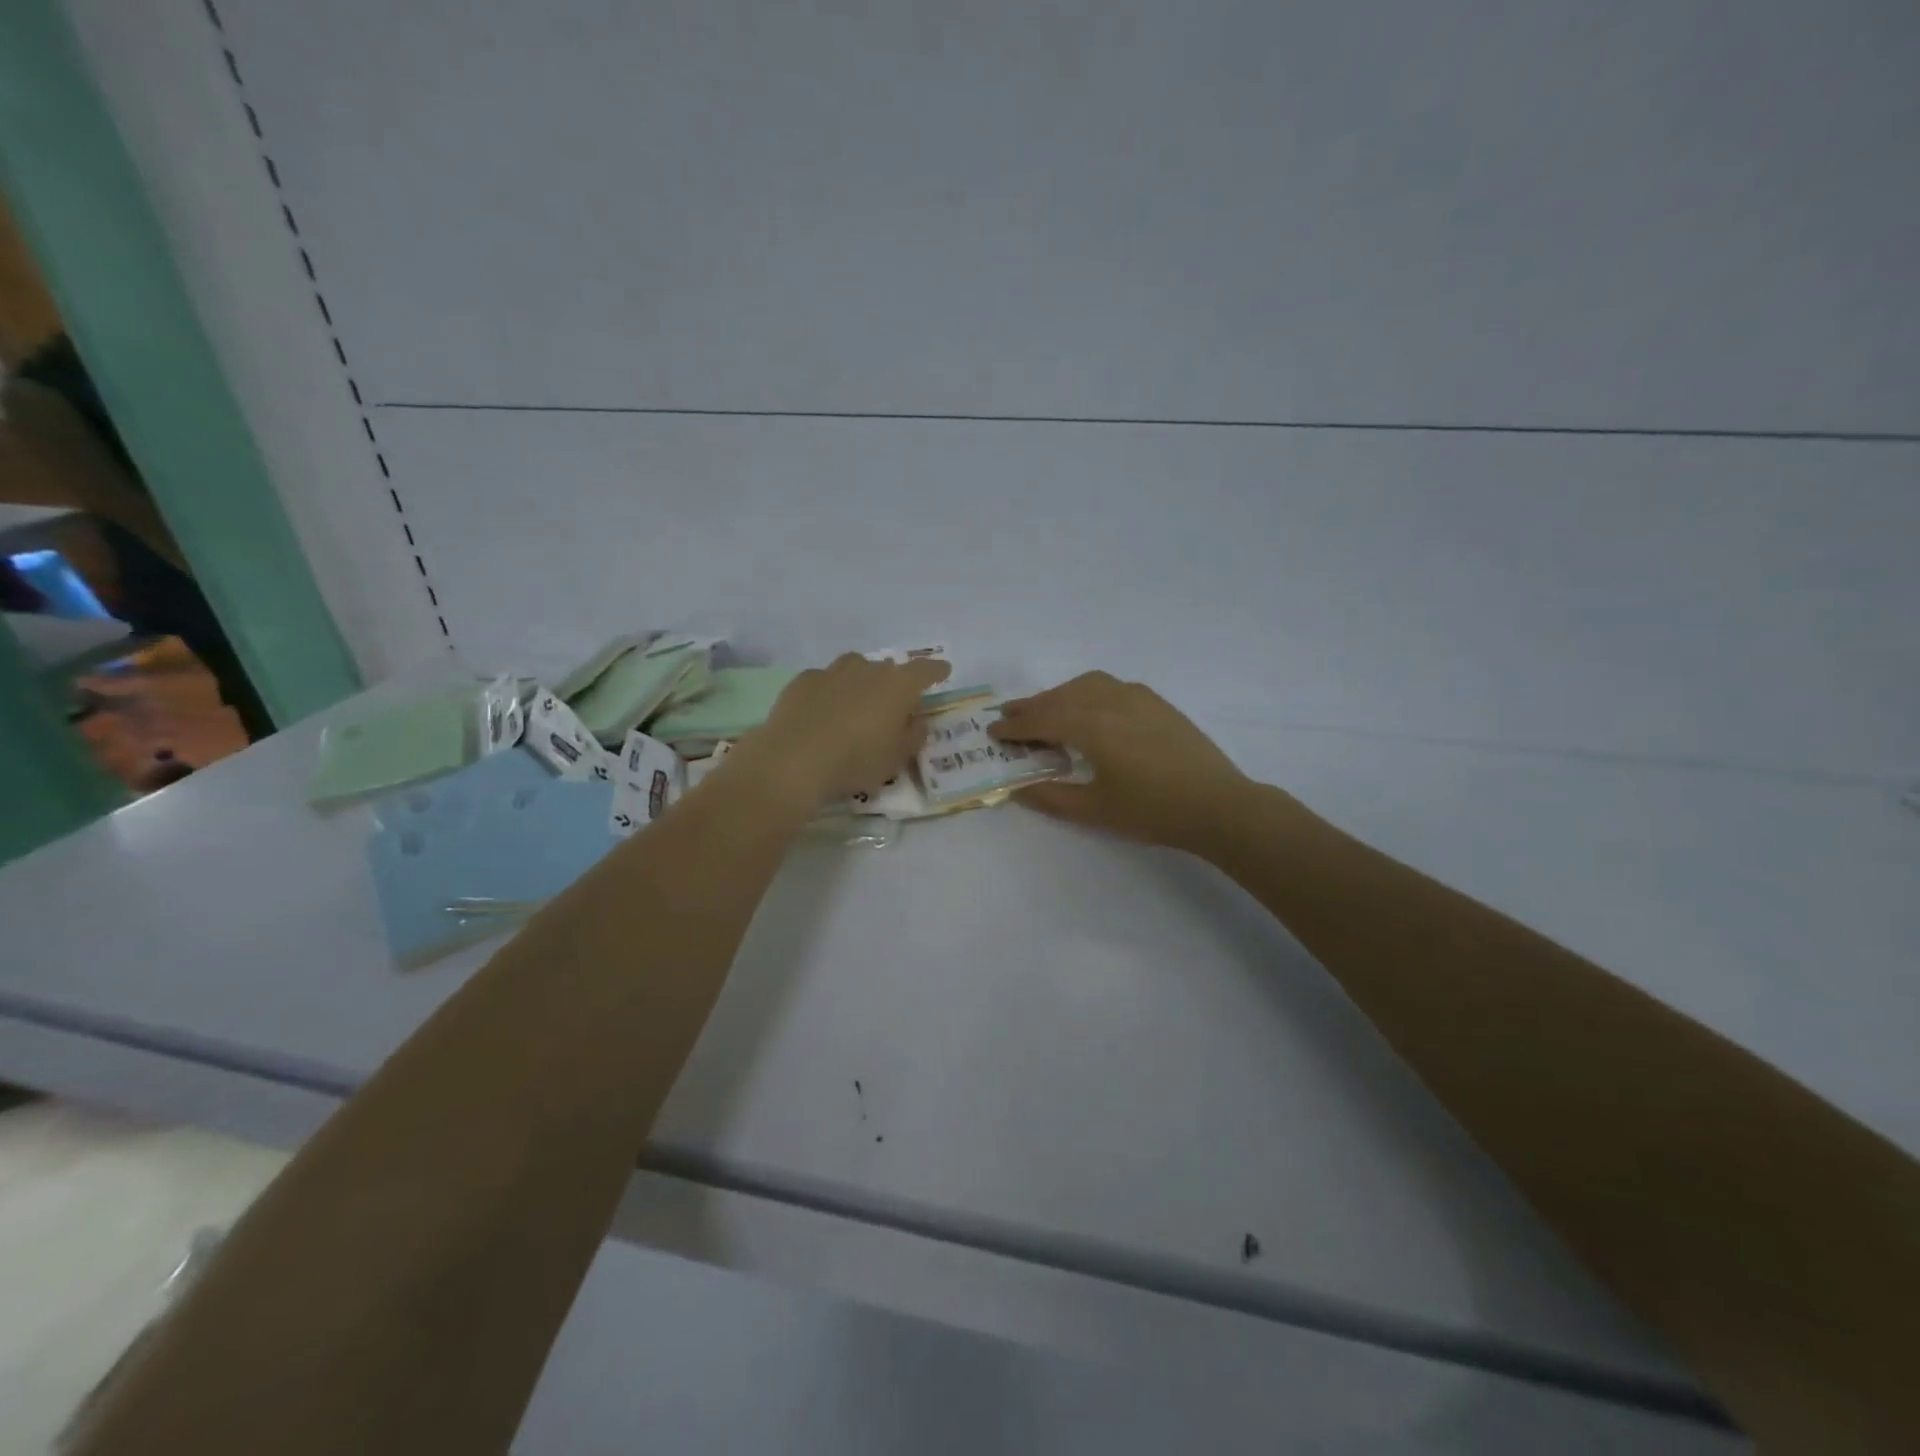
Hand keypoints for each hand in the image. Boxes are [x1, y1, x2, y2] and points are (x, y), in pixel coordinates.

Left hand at [748, 653, 949, 805]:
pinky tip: (823, 711)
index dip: (936, 670)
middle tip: (892, 706)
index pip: (925, 670)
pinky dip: (830, 691)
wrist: (794, 760)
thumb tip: (917, 720)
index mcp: (898, 685)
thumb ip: (913, 735)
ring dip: (861, 681)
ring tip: (857, 704)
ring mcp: (832, 672)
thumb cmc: (856, 761)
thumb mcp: (896, 758)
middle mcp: (867, 669)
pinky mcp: (803, 681)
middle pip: (887, 669)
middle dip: (893, 683)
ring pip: (854, 668)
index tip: (943, 671)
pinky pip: (825, 680)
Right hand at [990, 672, 1247, 850]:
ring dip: (1059, 696)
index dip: (1014, 727)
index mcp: (1090, 725)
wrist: (1218, 804)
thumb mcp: (1095, 810)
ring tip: (1046, 711)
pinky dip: (1087, 692)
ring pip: (1085, 685)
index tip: (993, 732)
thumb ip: (1051, 797)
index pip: (1041, 719)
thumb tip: (1018, 790)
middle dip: (1032, 706)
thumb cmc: (1152, 811)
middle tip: (1009, 716)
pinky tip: (1089, 709)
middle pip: (1060, 697)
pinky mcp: (1155, 702)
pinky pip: (1109, 686)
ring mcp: (1136, 696)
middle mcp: (1109, 700)